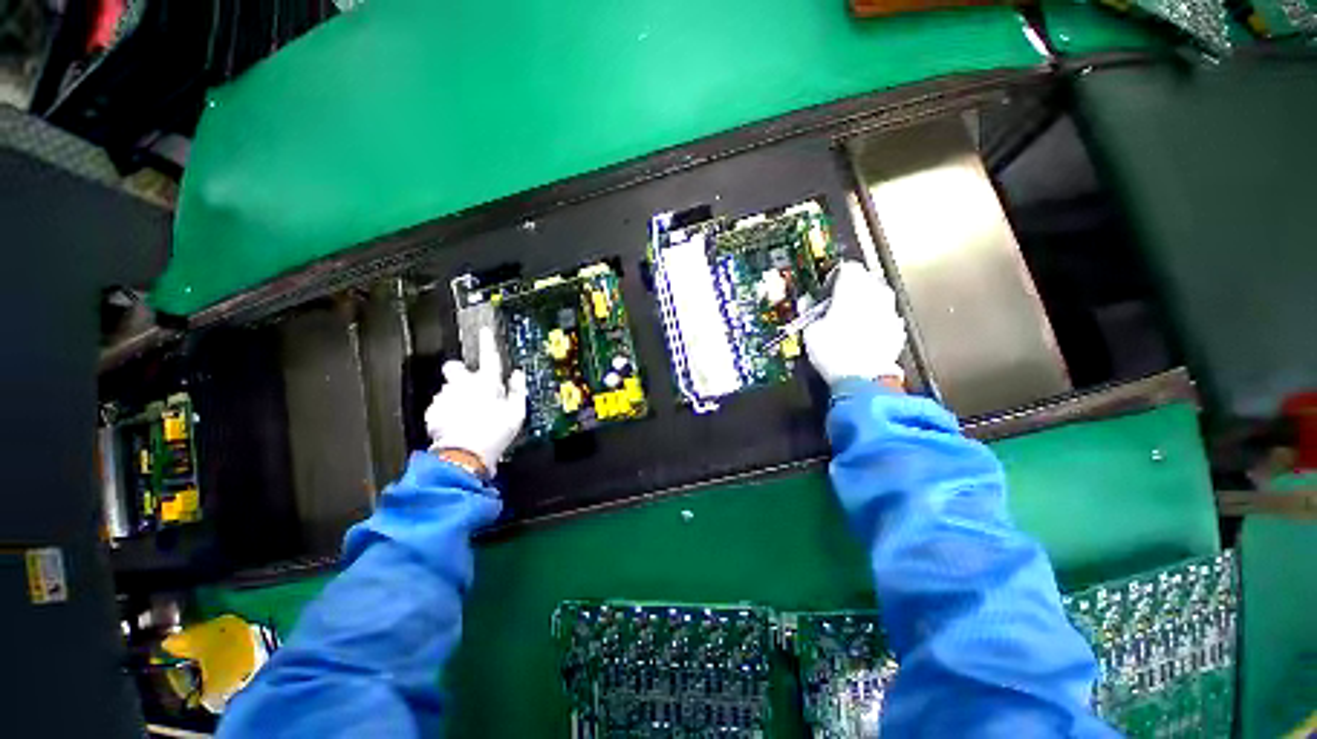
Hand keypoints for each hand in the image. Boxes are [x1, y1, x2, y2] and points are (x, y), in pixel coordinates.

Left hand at [424, 327, 527, 476]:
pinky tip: (454, 425)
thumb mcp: (517, 413)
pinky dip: (446, 412)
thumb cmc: (495, 433)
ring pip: (448, 389)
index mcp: (486, 383)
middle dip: (459, 371)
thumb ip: (517, 390)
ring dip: (455, 396)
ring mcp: (445, 397)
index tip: (484, 330)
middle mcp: (463, 385)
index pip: (489, 356)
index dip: (487, 341)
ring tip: (465, 415)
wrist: (464, 455)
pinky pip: (439, 406)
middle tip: (468, 385)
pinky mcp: (432, 412)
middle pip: (454, 366)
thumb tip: (518, 374)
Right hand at [803, 260, 906, 387]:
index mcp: (853, 288)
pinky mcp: (897, 328)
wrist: (863, 379)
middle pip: (865, 278)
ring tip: (849, 320)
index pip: (847, 267)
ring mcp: (890, 311)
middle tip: (836, 303)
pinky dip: (875, 319)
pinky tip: (862, 334)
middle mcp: (876, 294)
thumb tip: (806, 303)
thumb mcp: (810, 331)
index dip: (834, 276)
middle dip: (852, 287)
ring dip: (865, 302)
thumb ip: (809, 311)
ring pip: (878, 296)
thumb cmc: (834, 352)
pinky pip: (885, 315)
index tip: (826, 289)